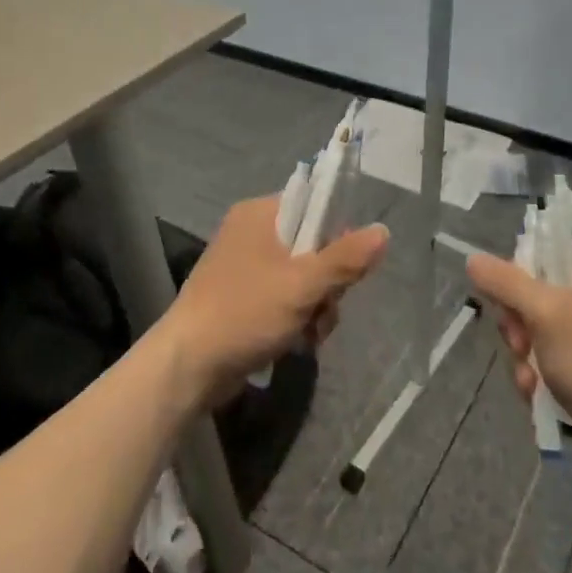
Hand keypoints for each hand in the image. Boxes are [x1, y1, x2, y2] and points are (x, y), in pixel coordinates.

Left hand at [164, 195, 388, 402]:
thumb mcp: (302, 285)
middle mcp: (251, 234)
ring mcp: (245, 268)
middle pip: (312, 246)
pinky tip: (296, 344)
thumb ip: (345, 259)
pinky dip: (296, 320)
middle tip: (324, 307)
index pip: (313, 206)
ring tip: (308, 334)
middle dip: (327, 284)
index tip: (344, 267)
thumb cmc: (245, 313)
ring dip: (316, 308)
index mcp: (259, 214)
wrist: (188, 366)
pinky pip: (285, 300)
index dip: (336, 234)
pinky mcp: (243, 299)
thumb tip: (383, 231)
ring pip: (303, 279)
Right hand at [467, 247, 571, 485]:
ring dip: (524, 356)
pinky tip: (537, 393)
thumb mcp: (541, 311)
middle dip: (518, 327)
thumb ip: (503, 281)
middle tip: (521, 345)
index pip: (541, 257)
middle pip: (534, 296)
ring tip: (530, 378)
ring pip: (537, 332)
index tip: (509, 306)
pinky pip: (551, 359)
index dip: (516, 280)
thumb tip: (472, 260)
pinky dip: (539, 375)